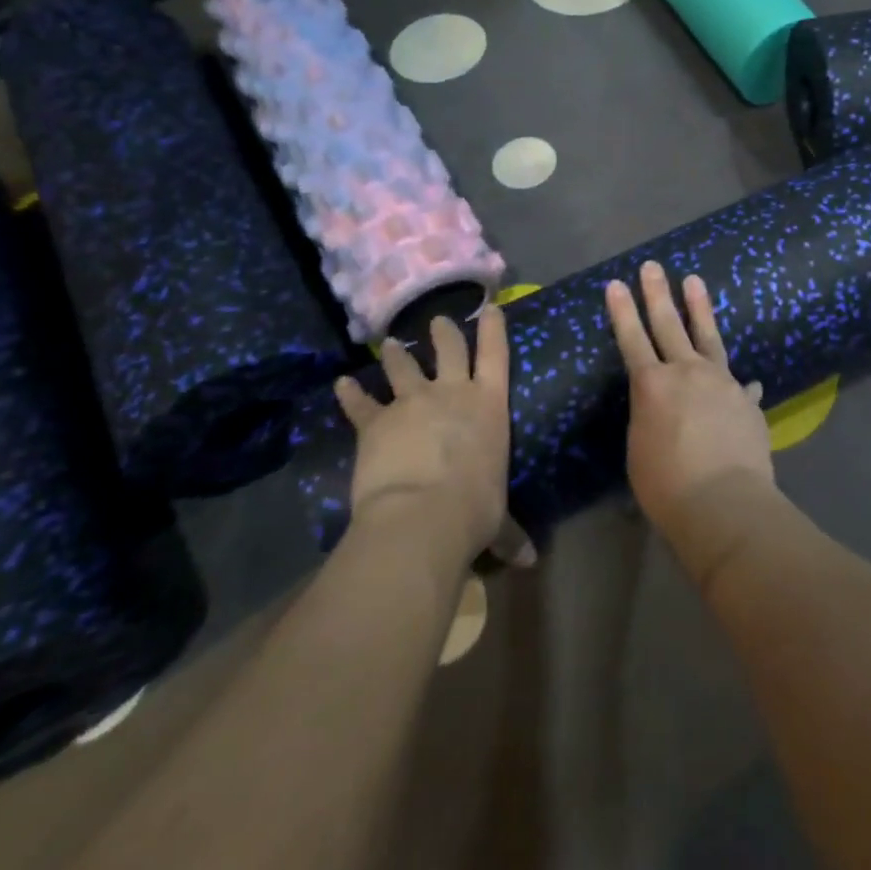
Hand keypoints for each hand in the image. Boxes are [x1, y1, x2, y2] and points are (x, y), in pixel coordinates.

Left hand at [336, 305, 532, 569]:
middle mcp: (453, 393)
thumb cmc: (475, 510)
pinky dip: (350, 395)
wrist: (422, 516)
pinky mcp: (376, 422)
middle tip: (437, 320)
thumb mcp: (498, 519)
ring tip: (391, 344)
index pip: (496, 355)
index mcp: (490, 406)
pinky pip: (361, 404)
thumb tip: (530, 561)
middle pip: (450, 349)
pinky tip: (340, 385)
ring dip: (397, 355)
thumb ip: (511, 533)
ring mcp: (413, 403)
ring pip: (404, 368)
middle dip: (444, 332)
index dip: (494, 329)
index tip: (490, 308)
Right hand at [605, 261, 775, 544]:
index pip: (632, 340)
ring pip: (708, 336)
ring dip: (699, 308)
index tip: (617, 284)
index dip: (623, 312)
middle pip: (669, 325)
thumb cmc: (667, 486)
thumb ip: (650, 418)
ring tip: (693, 281)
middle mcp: (687, 373)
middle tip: (653, 267)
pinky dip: (735, 381)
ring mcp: (721, 382)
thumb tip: (664, 404)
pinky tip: (744, 380)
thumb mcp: (640, 450)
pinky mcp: (746, 400)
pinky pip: (738, 383)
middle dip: (657, 294)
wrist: (725, 502)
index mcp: (652, 386)